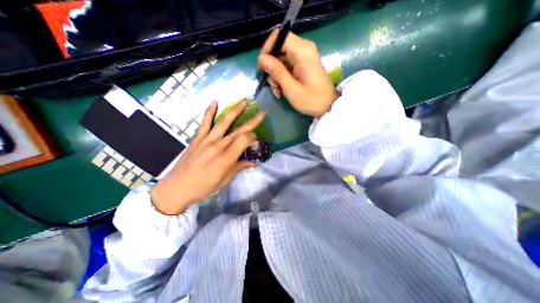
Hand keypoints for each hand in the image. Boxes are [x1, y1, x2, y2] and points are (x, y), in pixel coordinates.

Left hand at [150, 100, 265, 214]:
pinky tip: (214, 101)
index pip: (245, 140)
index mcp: (226, 158)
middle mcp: (218, 146)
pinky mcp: (197, 139)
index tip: (256, 140)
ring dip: (235, 111)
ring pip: (224, 123)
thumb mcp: (225, 180)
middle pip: (239, 131)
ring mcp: (207, 140)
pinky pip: (204, 123)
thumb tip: (253, 162)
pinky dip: (209, 112)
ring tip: (244, 101)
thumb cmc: (204, 187)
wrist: (177, 188)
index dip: (253, 137)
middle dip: (252, 121)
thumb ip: (239, 167)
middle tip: (261, 113)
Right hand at [256, 29, 335, 117]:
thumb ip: (277, 72)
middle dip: (271, 69)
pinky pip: (286, 66)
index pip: (279, 36)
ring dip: (276, 77)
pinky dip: (281, 78)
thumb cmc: (311, 100)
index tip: (262, 68)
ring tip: (278, 92)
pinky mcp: (302, 65)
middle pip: (278, 50)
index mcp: (302, 51)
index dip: (267, 50)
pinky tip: (281, 91)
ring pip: (280, 60)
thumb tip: (262, 59)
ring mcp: (302, 57)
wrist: (327, 106)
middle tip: (272, 86)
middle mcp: (303, 49)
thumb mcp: (291, 89)